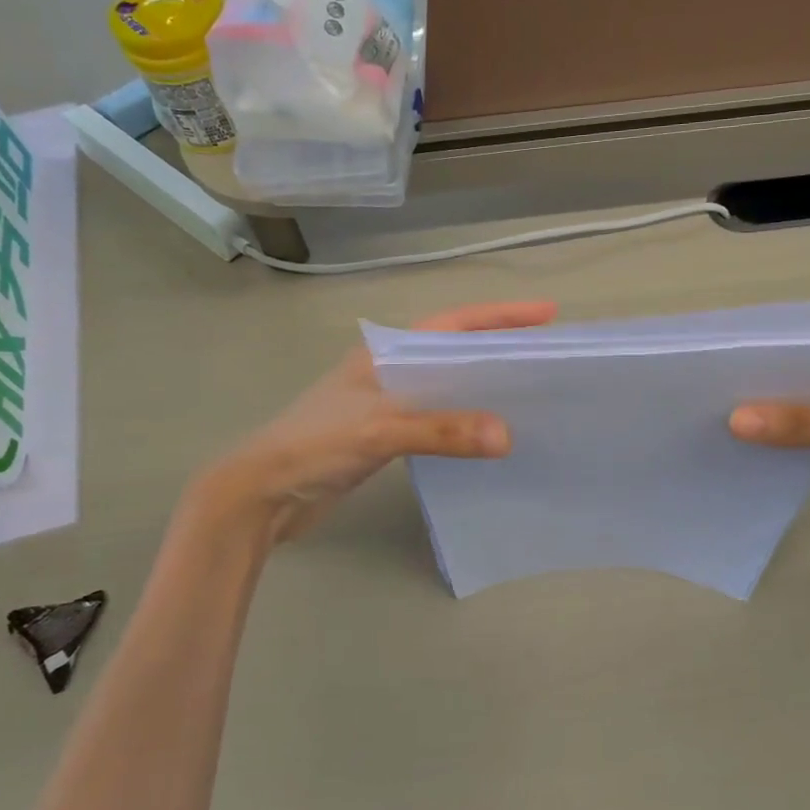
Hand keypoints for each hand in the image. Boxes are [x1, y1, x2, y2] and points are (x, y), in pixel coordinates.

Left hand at [207, 300, 557, 542]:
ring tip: (527, 394)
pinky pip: (435, 420)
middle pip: (453, 351)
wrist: (262, 495)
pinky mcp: (383, 437)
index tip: (546, 315)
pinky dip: (463, 423)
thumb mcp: (379, 430)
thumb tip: (508, 435)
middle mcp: (388, 372)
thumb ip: (442, 431)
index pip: (452, 324)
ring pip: (446, 387)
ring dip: (482, 387)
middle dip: (497, 348)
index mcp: (385, 354)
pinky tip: (486, 436)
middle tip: (545, 357)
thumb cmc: (314, 447)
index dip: (499, 317)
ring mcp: (385, 405)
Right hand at [729, 367, 809, 574]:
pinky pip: (808, 440)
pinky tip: (747, 441)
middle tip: (712, 383)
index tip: (729, 352)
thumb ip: (805, 425)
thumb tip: (734, 419)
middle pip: (809, 379)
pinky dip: (783, 441)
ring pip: (806, 411)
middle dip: (769, 382)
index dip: (779, 349)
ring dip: (773, 413)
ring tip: (718, 408)